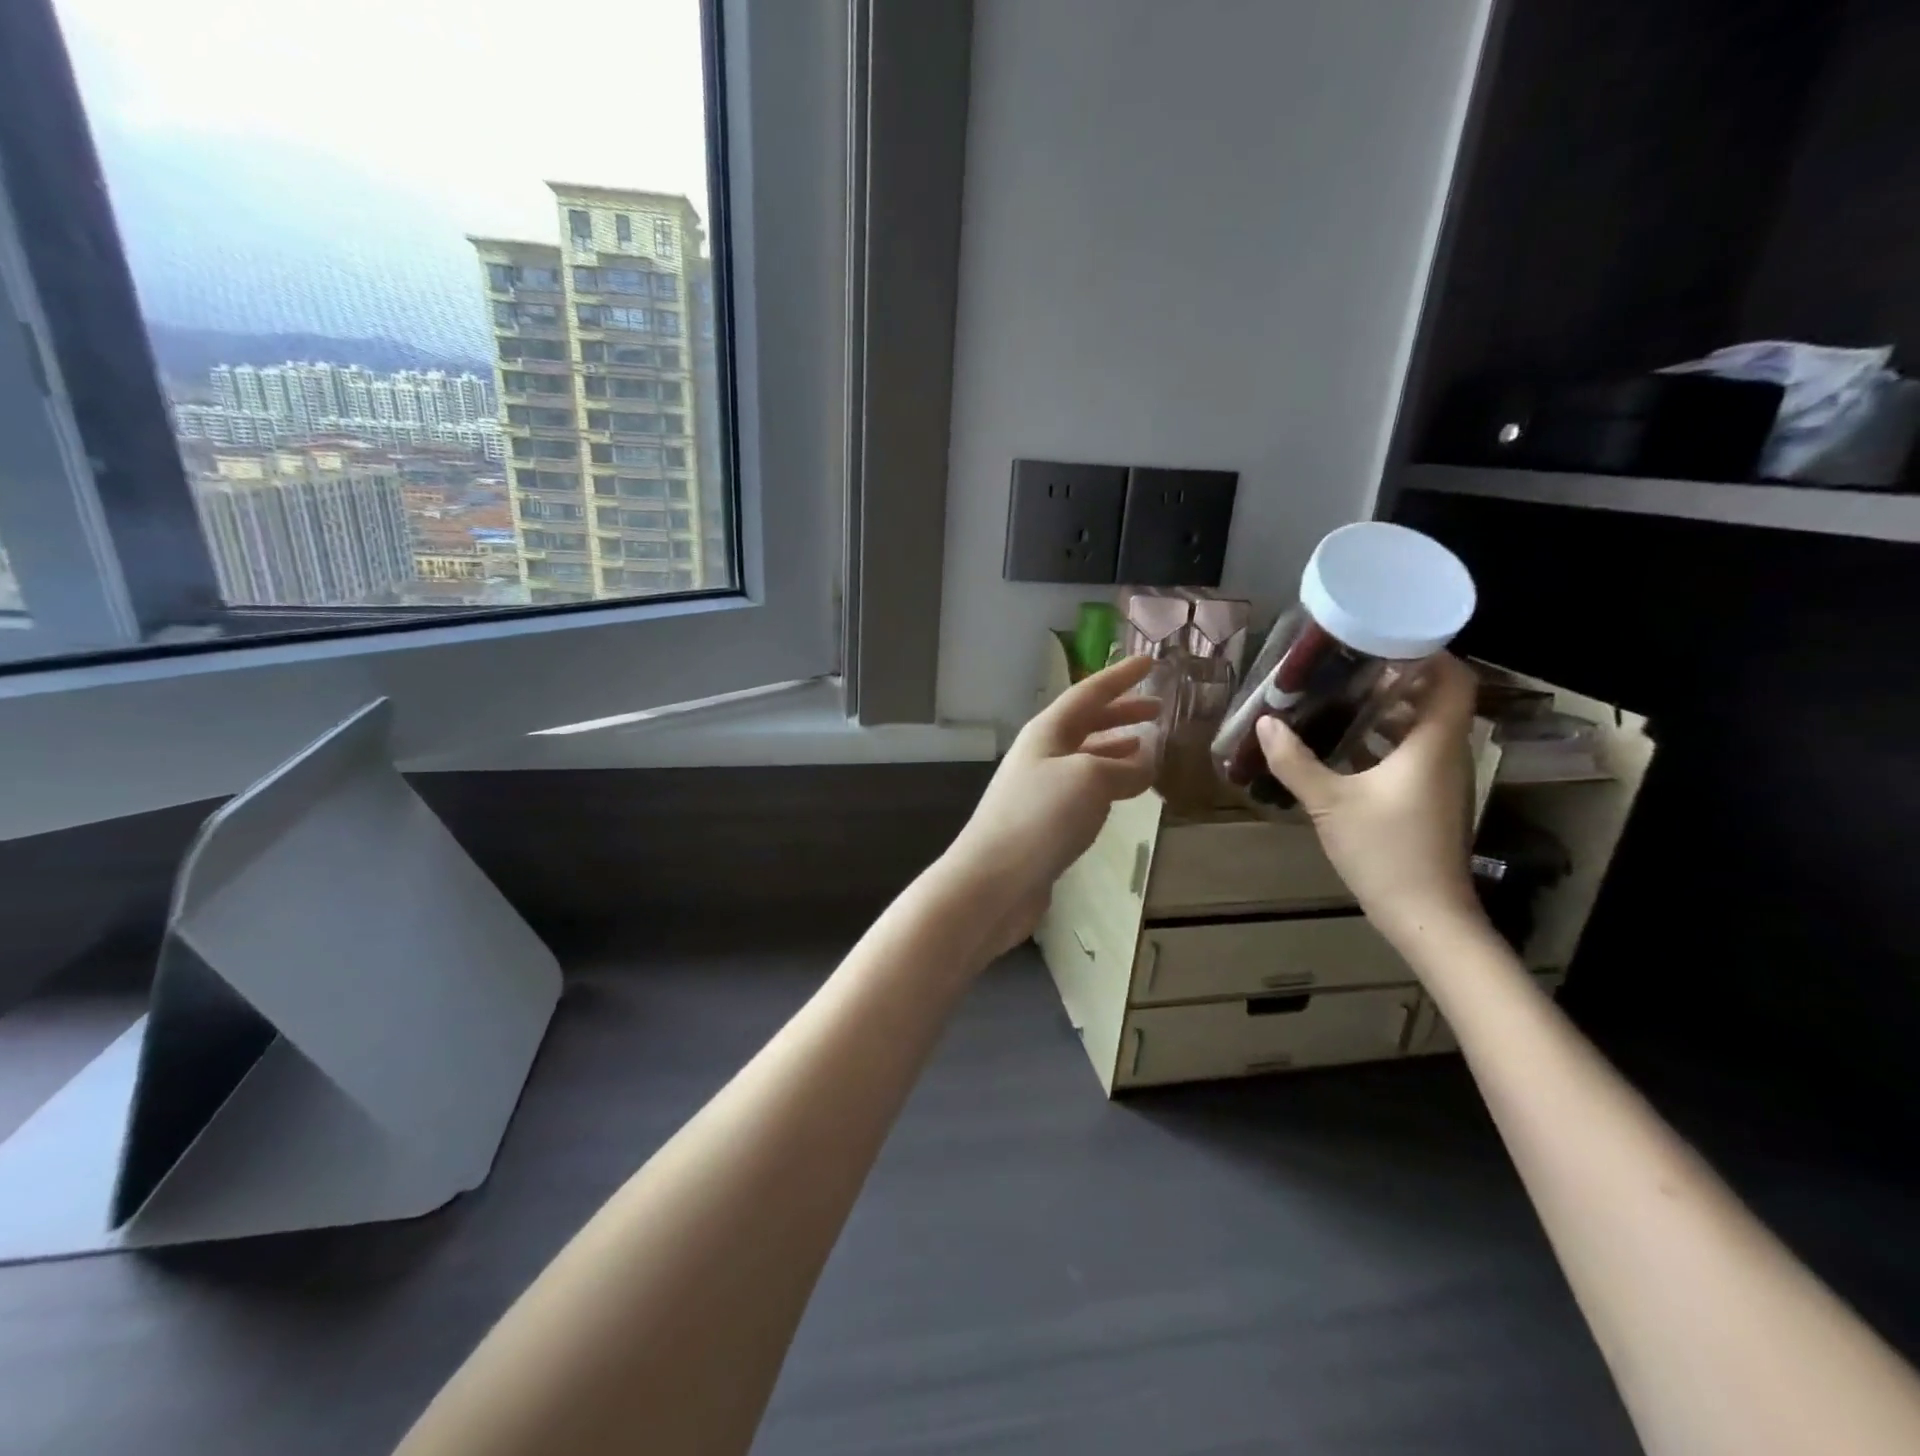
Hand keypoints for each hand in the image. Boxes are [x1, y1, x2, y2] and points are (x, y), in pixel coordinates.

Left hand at [943, 655, 1159, 950]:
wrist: (993, 880)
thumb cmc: (1041, 817)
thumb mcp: (1090, 780)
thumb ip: (1125, 767)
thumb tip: (1146, 762)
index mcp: (1047, 731)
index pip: (1089, 692)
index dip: (1121, 677)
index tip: (1150, 662)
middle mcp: (1041, 753)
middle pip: (1085, 722)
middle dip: (1121, 711)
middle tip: (1158, 707)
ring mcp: (1040, 788)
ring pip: (1085, 755)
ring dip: (1116, 745)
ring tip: (1148, 743)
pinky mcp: (1044, 822)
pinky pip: (1083, 788)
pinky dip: (1108, 781)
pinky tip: (1124, 791)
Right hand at [1255, 652, 1485, 943]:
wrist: (1425, 915)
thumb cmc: (1385, 851)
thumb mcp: (1329, 803)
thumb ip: (1295, 762)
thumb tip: (1265, 724)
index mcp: (1434, 745)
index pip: (1454, 680)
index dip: (1428, 653)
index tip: (1384, 639)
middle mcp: (1447, 755)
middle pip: (1436, 700)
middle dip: (1396, 679)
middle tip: (1348, 665)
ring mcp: (1442, 780)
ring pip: (1423, 729)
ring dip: (1388, 712)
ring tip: (1340, 698)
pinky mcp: (1432, 801)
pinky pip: (1414, 755)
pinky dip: (1385, 742)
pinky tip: (1345, 748)